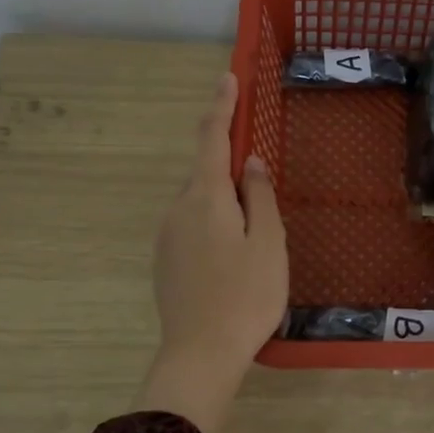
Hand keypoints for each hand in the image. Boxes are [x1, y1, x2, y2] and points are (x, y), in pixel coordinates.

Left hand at [140, 73, 286, 432]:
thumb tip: (250, 163)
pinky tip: (233, 259)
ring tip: (254, 239)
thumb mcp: (268, 242)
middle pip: (206, 173)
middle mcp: (178, 209)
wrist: (200, 354)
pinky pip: (192, 227)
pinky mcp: (165, 262)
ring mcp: (167, 237)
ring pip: (200, 203)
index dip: (221, 106)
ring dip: (225, 203)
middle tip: (263, 192)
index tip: (227, 78)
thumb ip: (260, 196)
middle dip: (232, 169)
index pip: (212, 138)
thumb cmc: (245, 295)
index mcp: (205, 197)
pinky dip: (214, 226)